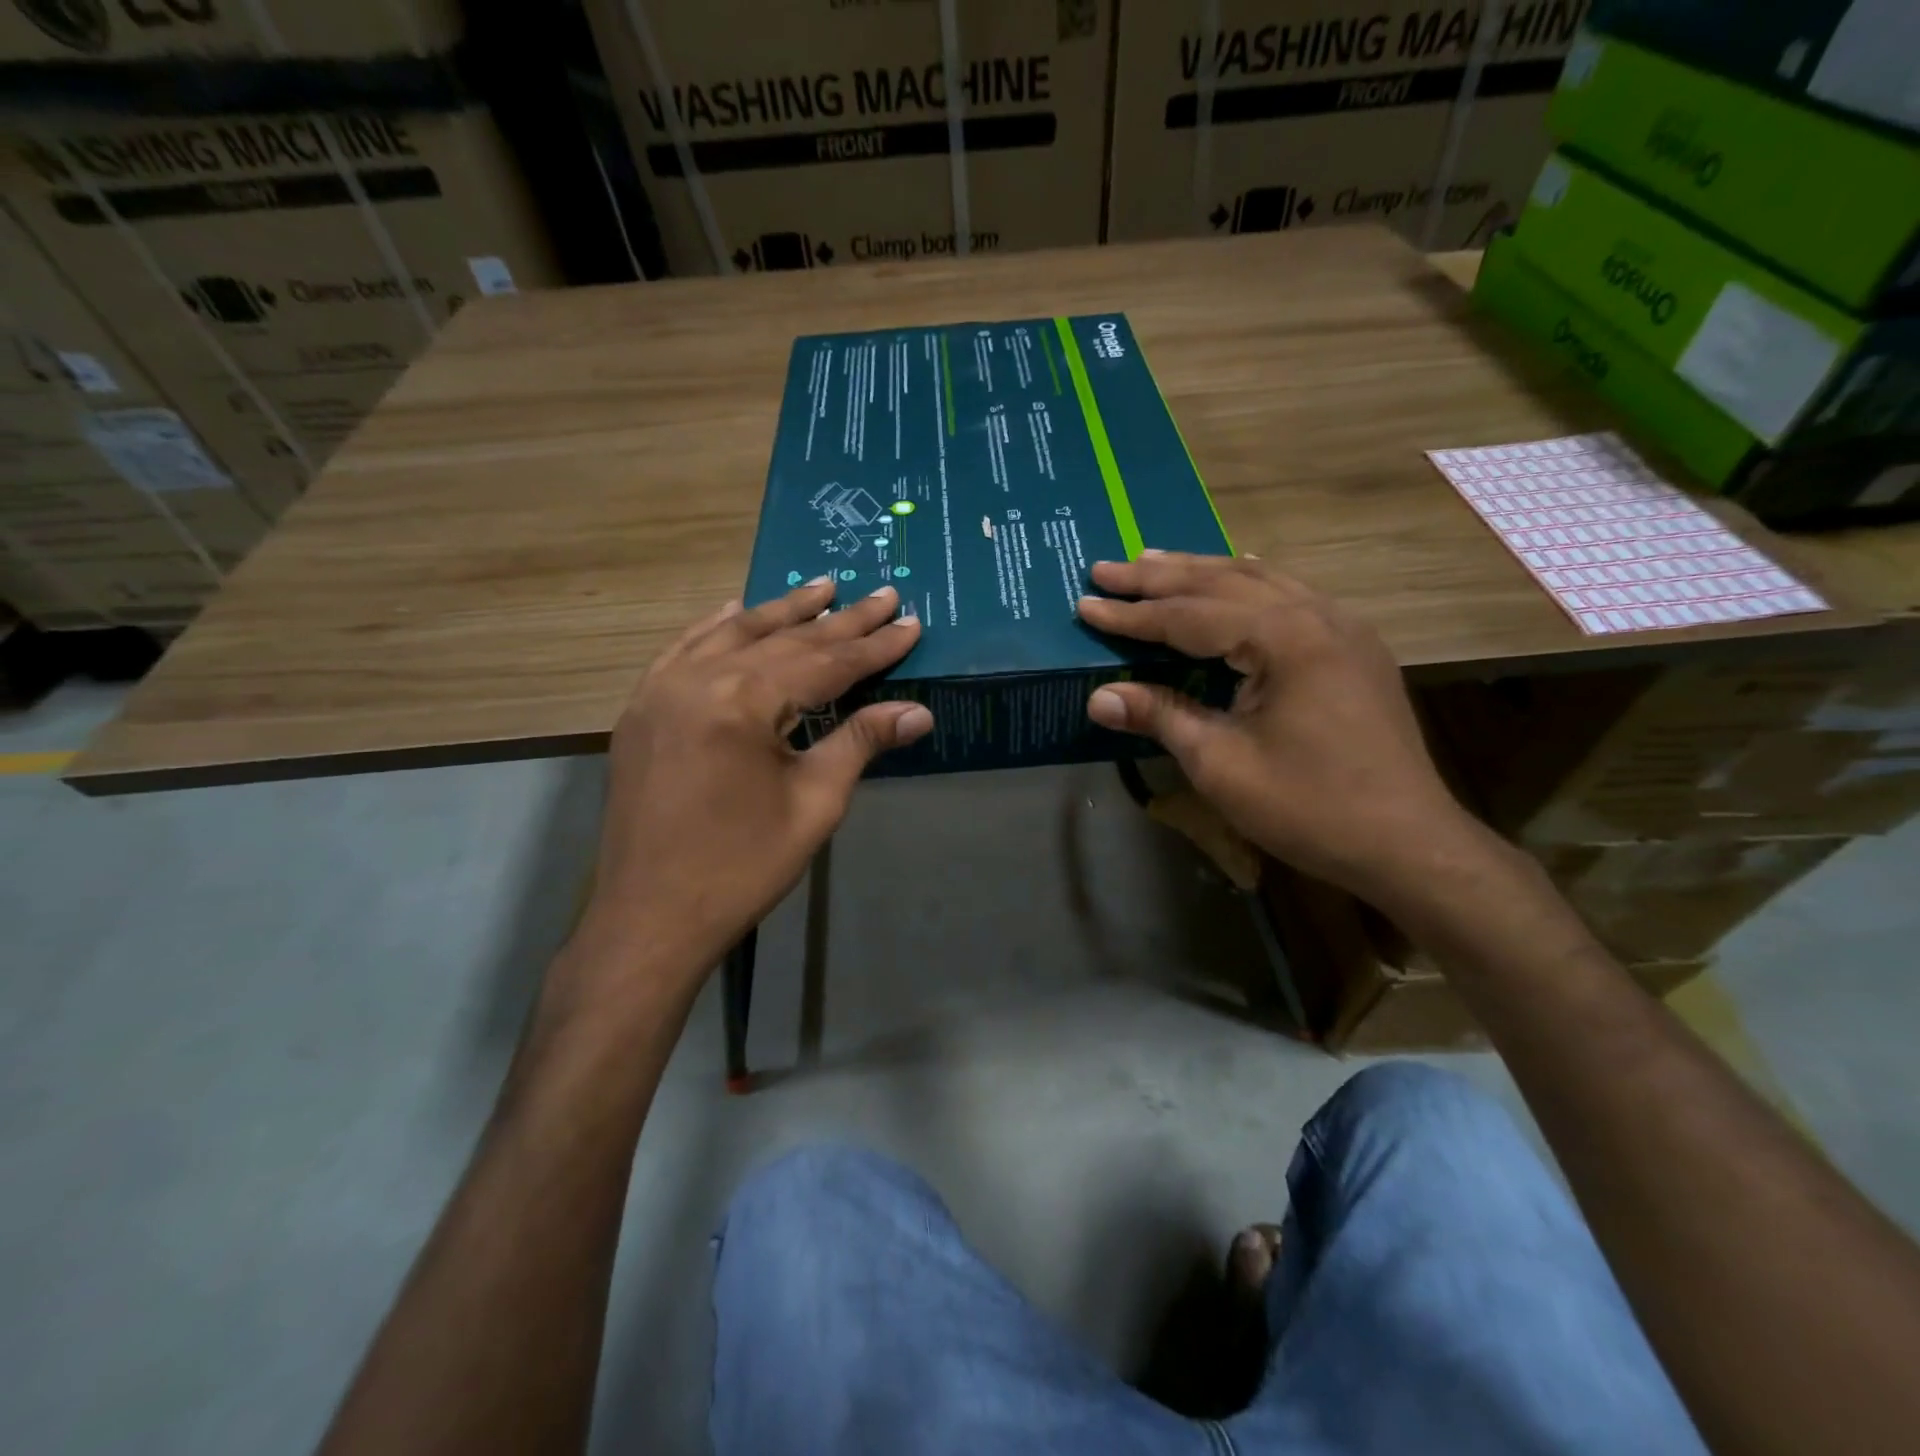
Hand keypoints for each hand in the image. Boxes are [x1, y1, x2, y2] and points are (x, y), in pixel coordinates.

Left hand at [577, 579, 929, 995]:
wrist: (650, 917)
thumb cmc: (742, 866)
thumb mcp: (814, 803)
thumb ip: (861, 742)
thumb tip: (918, 711)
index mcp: (743, 701)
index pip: (825, 661)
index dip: (873, 645)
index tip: (910, 622)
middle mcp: (698, 678)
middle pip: (783, 640)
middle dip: (838, 620)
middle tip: (881, 594)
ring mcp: (662, 690)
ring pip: (732, 634)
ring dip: (781, 611)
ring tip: (821, 586)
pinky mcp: (642, 710)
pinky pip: (684, 650)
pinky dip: (717, 628)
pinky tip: (736, 611)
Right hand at [1076, 554, 1482, 905]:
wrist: (1406, 843)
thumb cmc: (1308, 806)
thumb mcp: (1221, 764)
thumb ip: (1161, 716)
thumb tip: (1097, 697)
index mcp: (1284, 638)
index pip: (1190, 615)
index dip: (1132, 614)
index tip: (1085, 603)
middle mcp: (1316, 615)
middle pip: (1223, 582)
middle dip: (1159, 577)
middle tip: (1107, 568)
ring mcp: (1342, 627)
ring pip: (1259, 581)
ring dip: (1201, 572)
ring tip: (1154, 561)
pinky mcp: (1353, 648)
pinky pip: (1289, 597)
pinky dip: (1245, 586)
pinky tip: (1231, 582)